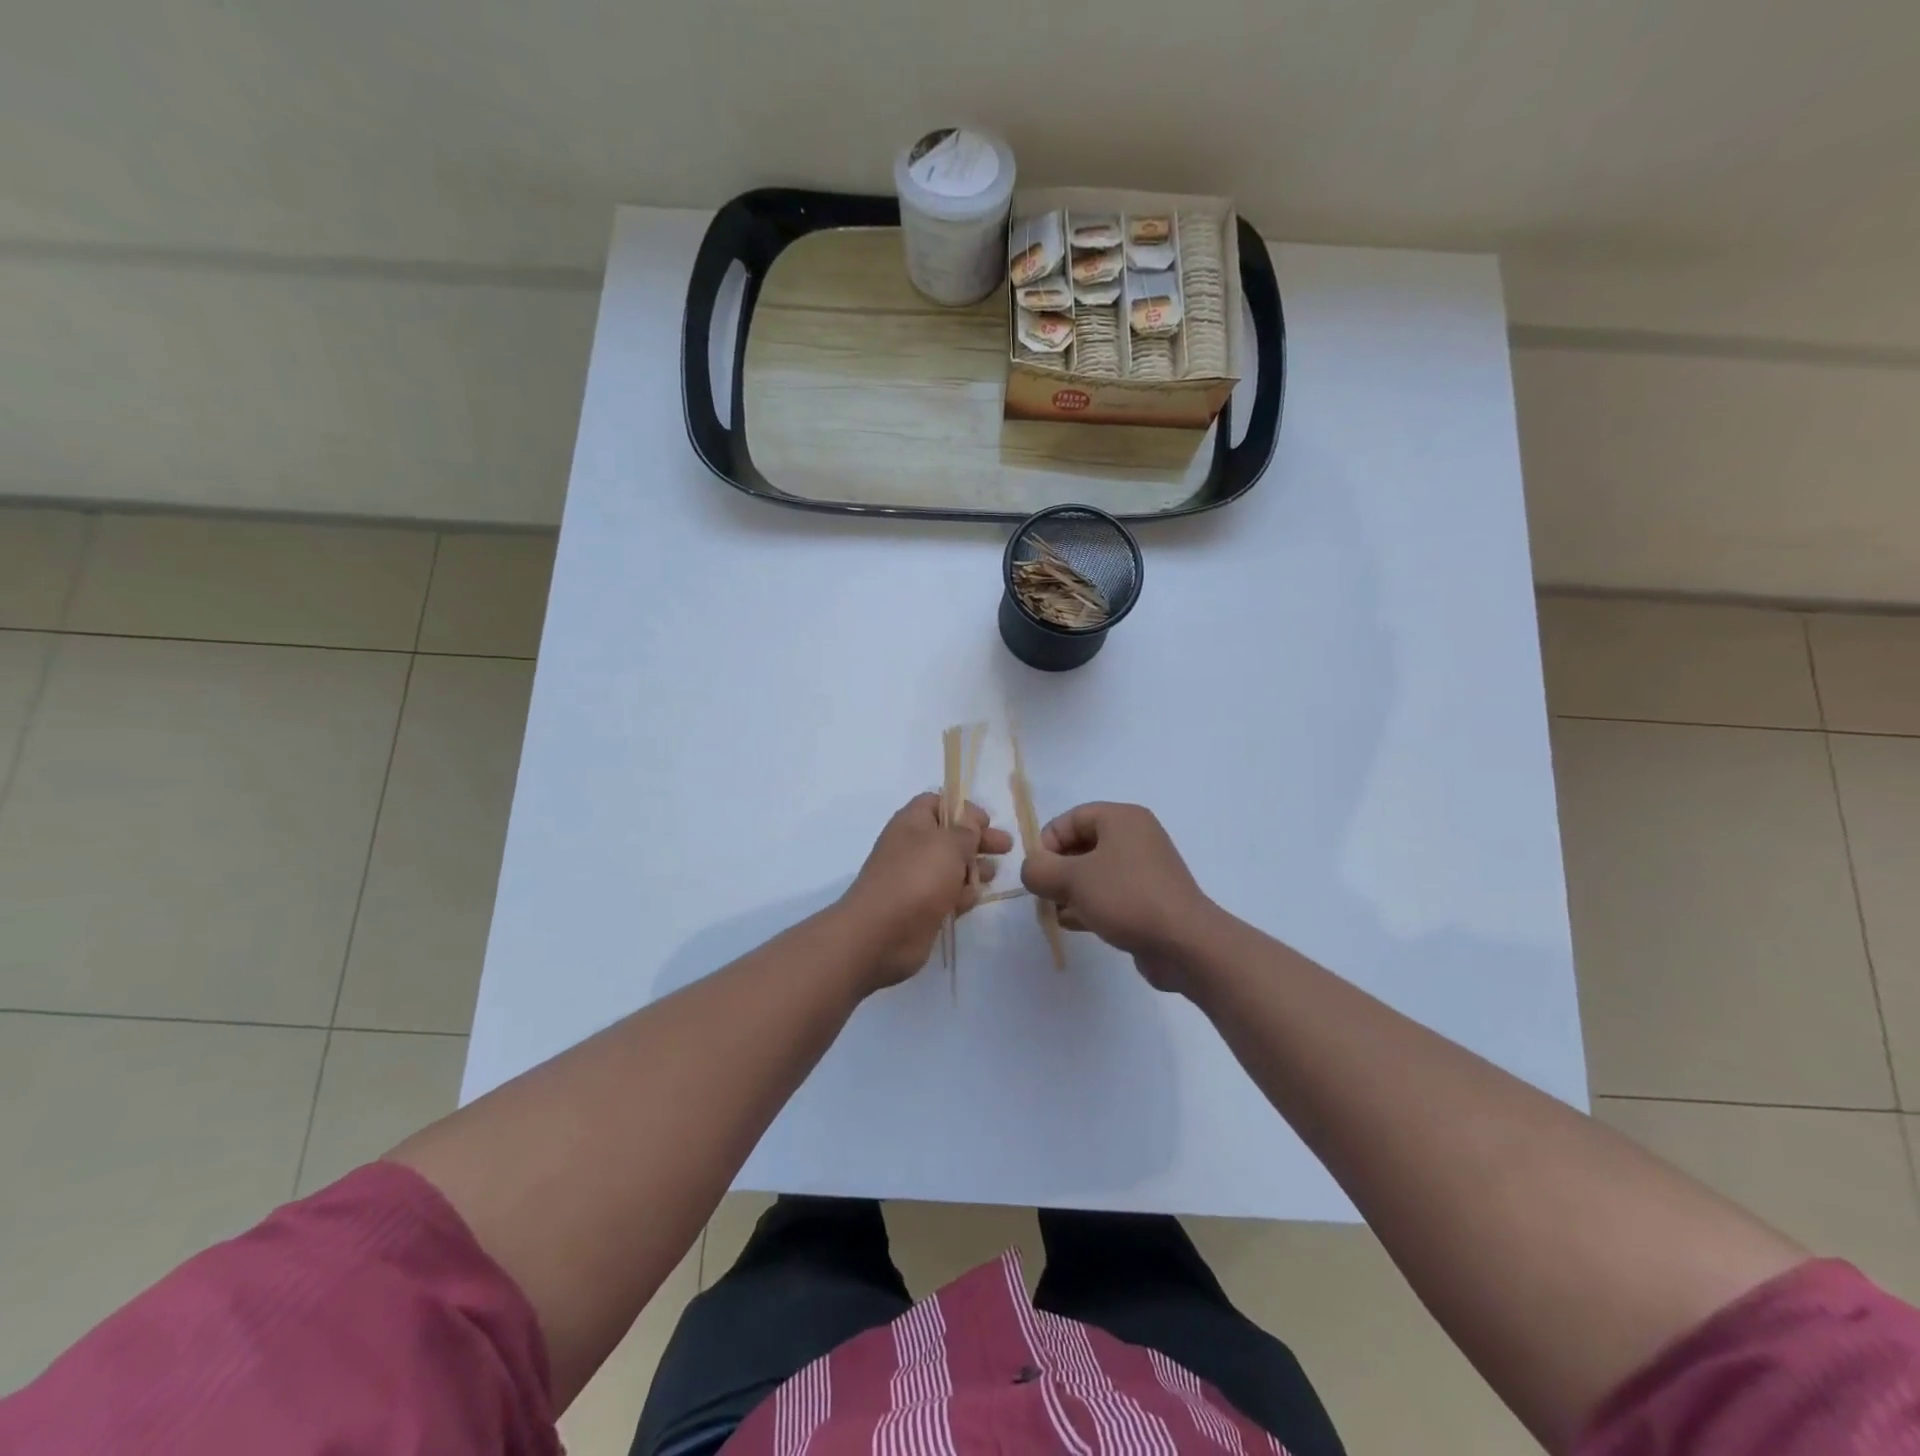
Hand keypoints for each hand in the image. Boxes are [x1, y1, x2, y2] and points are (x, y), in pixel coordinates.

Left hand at [836, 793, 1014, 990]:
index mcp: (912, 822)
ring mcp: (916, 879)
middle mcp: (912, 847)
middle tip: (1006, 847)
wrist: (882, 933)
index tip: (987, 822)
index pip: (937, 802)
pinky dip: (961, 894)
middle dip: (978, 840)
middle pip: (950, 835)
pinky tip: (973, 898)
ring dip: (973, 868)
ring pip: (951, 867)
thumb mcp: (949, 843)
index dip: (963, 808)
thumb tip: (971, 821)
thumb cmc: (917, 877)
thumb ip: (967, 830)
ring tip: (992, 874)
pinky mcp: (922, 907)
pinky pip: (947, 894)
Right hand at [1019, 802, 1215, 991]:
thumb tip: (1032, 871)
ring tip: (1057, 912)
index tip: (1037, 872)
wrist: (1185, 944)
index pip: (1070, 818)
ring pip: (1093, 872)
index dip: (1046, 842)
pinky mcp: (1148, 899)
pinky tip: (1075, 924)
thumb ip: (1039, 870)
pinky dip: (1090, 905)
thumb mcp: (1071, 879)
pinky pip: (1110, 894)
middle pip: (1081, 845)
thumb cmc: (1126, 898)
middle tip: (1044, 894)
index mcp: (1121, 819)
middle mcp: (1135, 837)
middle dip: (1057, 870)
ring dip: (1070, 891)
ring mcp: (1144, 870)